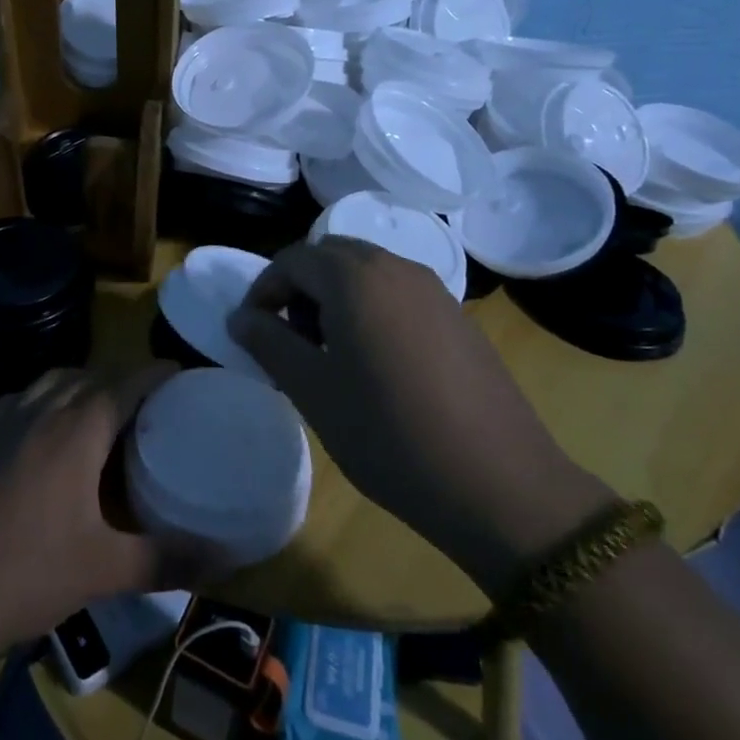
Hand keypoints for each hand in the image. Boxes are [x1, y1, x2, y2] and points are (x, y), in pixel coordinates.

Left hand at [0, 364, 193, 660]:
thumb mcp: (104, 570)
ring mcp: (4, 421)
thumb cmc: (24, 573)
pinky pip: (24, 400)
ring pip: (54, 382)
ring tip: (105, 416)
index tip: (186, 378)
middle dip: (126, 380)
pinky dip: (48, 400)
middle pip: (93, 375)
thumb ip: (168, 559)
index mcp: (78, 427)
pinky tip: (48, 434)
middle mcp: (42, 409)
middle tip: (154, 407)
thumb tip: (230, 557)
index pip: (129, 380)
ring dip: (85, 386)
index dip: (160, 373)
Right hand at [229, 238, 612, 591]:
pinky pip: (397, 292)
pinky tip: (377, 364)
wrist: (499, 483)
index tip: (251, 332)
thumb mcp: (313, 390)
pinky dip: (370, 308)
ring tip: (330, 355)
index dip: (262, 290)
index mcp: (354, 277)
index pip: (292, 260)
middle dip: (299, 288)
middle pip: (330, 256)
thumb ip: (269, 343)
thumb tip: (240, 316)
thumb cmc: (388, 434)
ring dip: (335, 297)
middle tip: (289, 340)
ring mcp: (433, 289)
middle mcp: (395, 267)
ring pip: (366, 271)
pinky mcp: (457, 315)